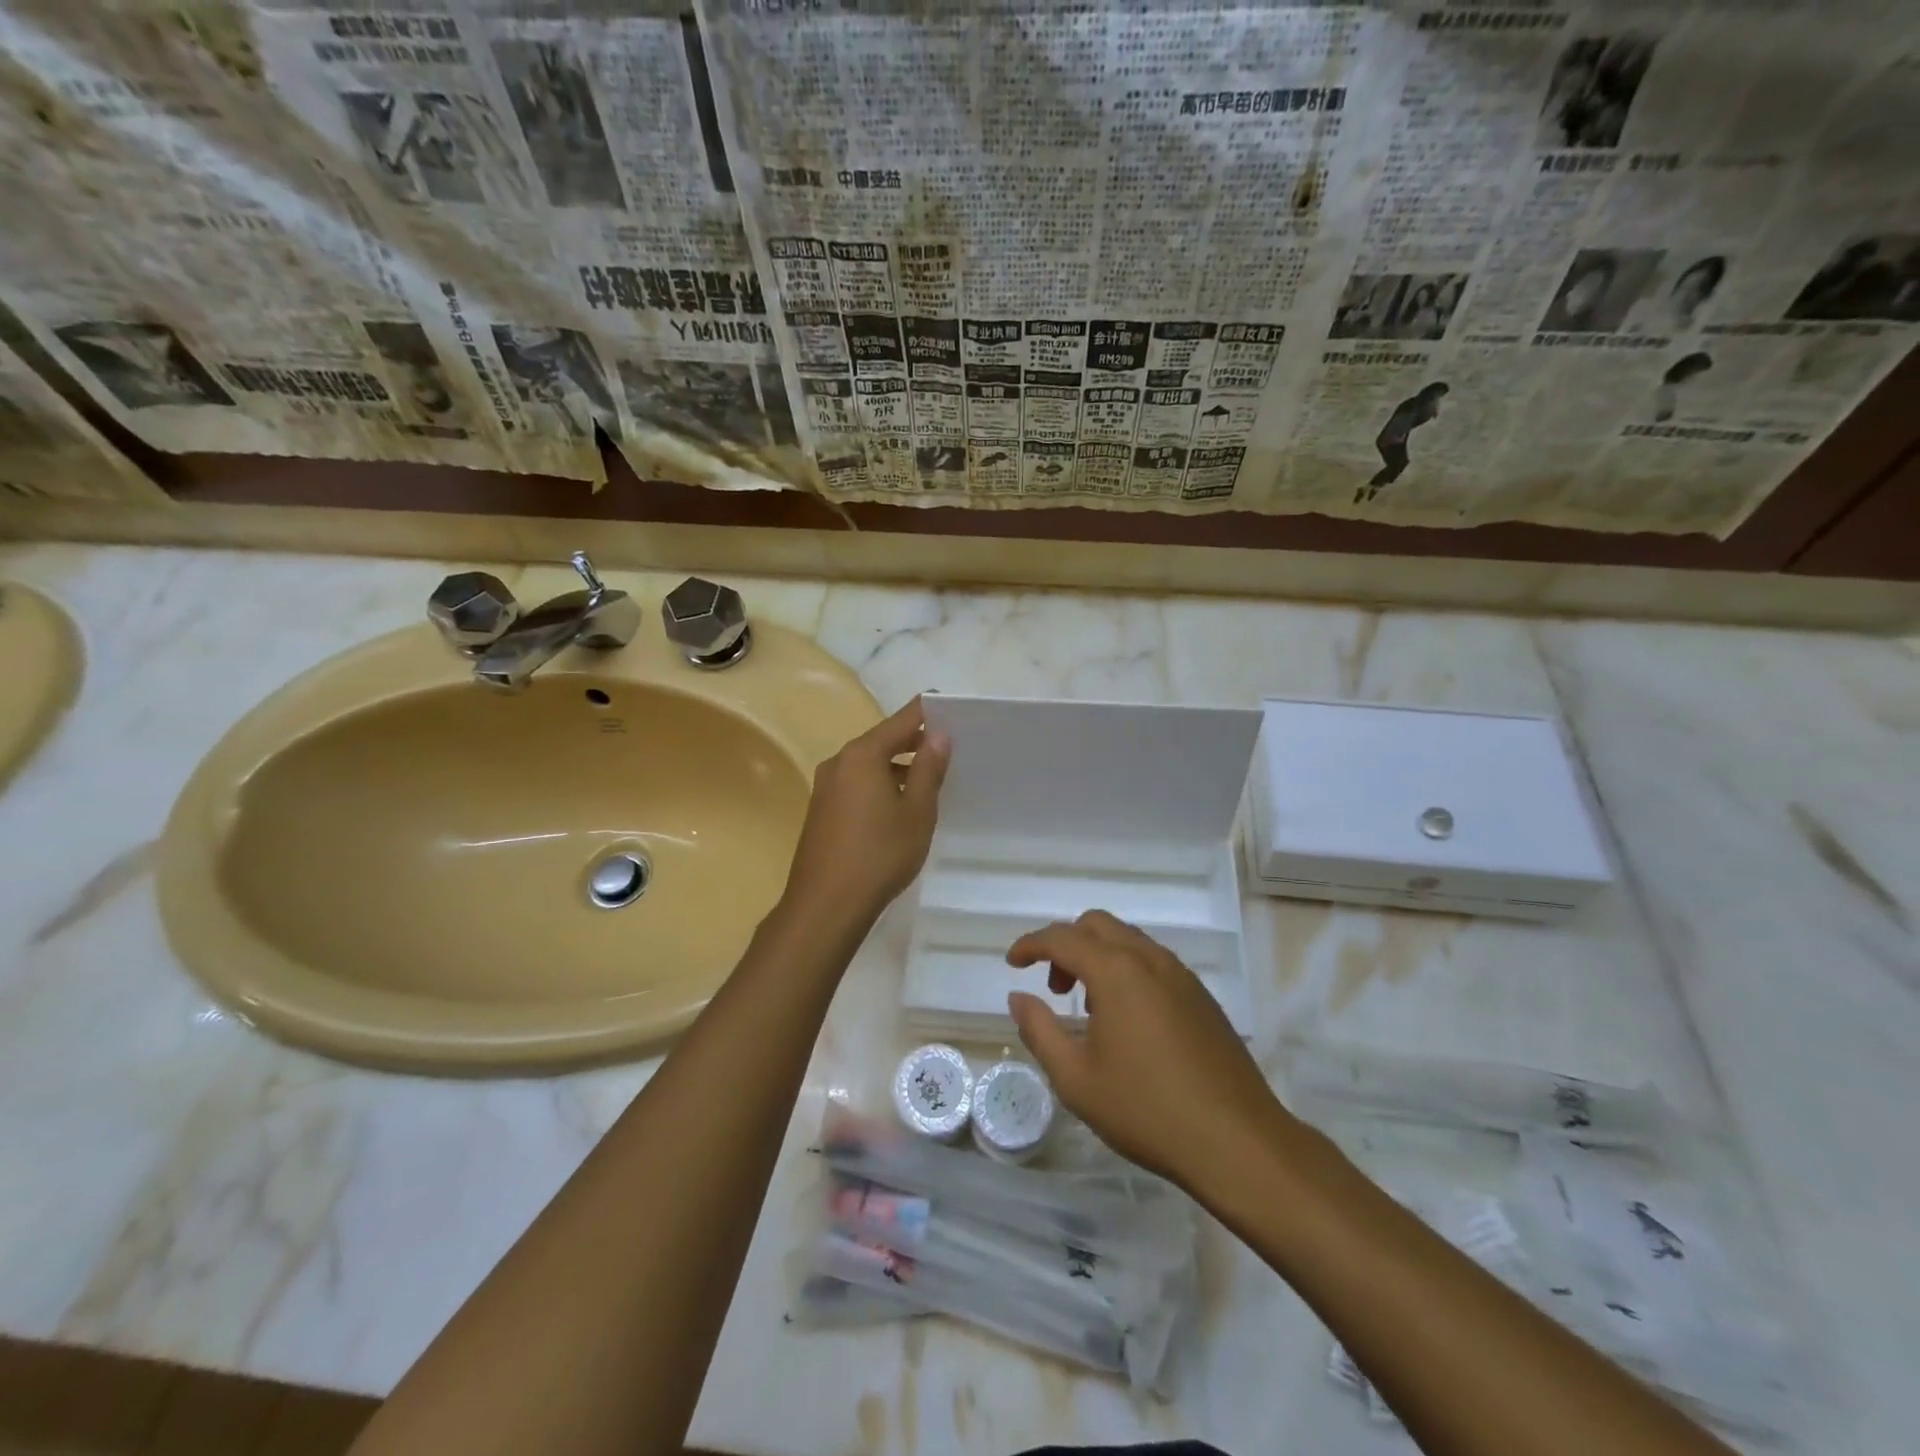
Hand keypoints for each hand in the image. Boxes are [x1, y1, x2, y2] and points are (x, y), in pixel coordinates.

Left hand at [779, 696, 949, 931]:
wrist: (826, 905)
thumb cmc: (880, 854)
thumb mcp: (917, 811)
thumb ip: (929, 769)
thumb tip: (938, 735)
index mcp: (862, 755)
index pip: (901, 720)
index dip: (927, 711)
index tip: (949, 705)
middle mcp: (839, 762)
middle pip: (882, 741)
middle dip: (913, 742)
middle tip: (947, 747)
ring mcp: (825, 787)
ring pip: (868, 765)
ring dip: (897, 767)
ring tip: (928, 781)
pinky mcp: (821, 811)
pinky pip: (856, 785)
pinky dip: (879, 785)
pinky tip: (897, 807)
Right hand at [1006, 911, 1292, 1188]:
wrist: (1237, 1141)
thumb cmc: (1146, 1110)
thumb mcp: (1075, 1078)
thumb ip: (1039, 1030)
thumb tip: (1018, 997)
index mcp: (1116, 971)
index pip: (1062, 938)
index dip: (1031, 944)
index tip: (1012, 963)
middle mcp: (1149, 960)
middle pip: (1097, 925)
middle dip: (1066, 945)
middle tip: (1054, 988)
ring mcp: (1181, 975)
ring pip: (1128, 940)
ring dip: (1098, 956)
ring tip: (1088, 1008)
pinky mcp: (1202, 996)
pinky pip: (1153, 962)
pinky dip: (1126, 970)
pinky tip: (1127, 1020)